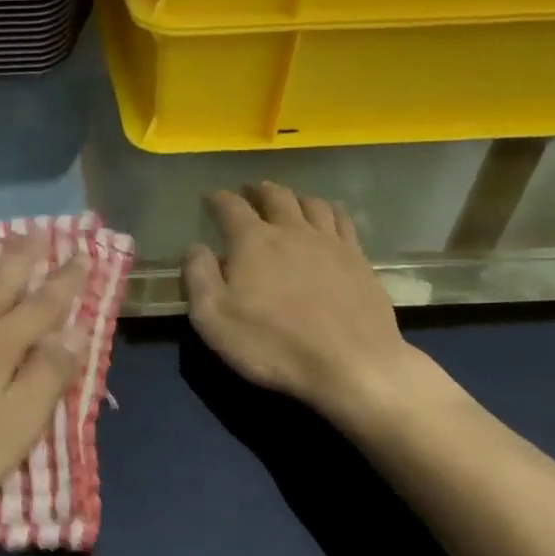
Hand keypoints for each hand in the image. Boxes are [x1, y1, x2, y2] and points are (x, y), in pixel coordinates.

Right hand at [184, 183, 443, 429]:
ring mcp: (330, 242)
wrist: (352, 364)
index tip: (211, 199)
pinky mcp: (358, 259)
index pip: (230, 206)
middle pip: (275, 196)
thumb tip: (195, 246)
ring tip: (289, 202)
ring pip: (311, 203)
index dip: (218, 199)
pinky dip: (330, 212)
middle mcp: (292, 230)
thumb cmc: (273, 344)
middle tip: (251, 192)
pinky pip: (343, 221)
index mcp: (253, 241)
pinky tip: (329, 219)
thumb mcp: (214, 318)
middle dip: (258, 191)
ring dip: (295, 198)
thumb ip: (199, 276)